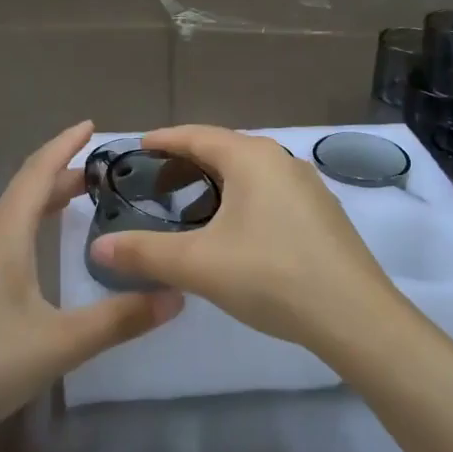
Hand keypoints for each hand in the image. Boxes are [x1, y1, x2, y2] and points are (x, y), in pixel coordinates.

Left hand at [0, 121, 182, 446]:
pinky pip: (5, 235)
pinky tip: (43, 249)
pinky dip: (32, 223)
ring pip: (13, 213)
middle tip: (106, 171)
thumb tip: (176, 296)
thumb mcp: (60, 342)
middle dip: (64, 172)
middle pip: (26, 189)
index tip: (93, 125)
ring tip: (81, 199)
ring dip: (46, 198)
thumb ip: (119, 319)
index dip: (66, 144)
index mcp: (5, 233)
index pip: (38, 171)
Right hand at [89, 125, 399, 352]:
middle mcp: (281, 159)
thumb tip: (97, 247)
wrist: (355, 316)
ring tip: (190, 207)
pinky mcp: (321, 212)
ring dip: (216, 182)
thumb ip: (145, 253)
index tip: (136, 147)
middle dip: (186, 162)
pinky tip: (234, 230)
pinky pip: (269, 191)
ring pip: (249, 172)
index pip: (196, 135)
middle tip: (154, 184)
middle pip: (223, 149)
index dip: (163, 140)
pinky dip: (241, 198)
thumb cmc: (271, 275)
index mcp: (251, 158)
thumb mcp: (199, 265)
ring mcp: (306, 185)